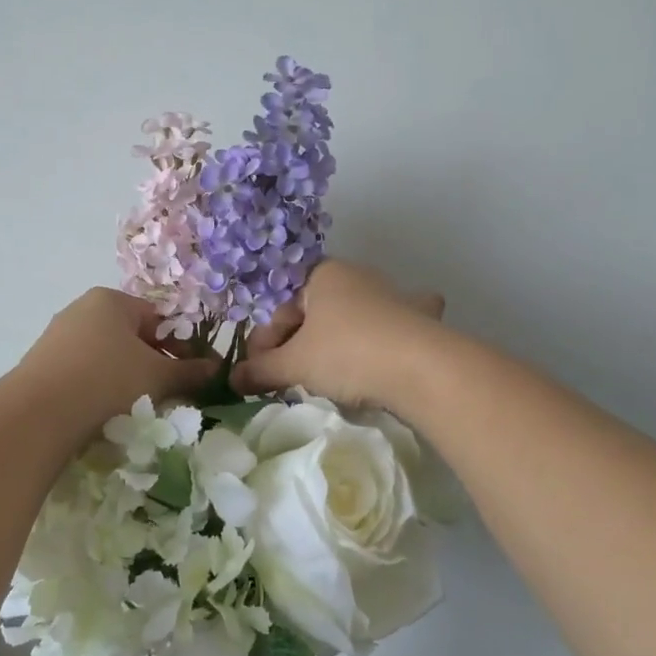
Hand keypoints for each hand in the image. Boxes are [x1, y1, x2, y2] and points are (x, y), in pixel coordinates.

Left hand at [19, 288, 219, 422]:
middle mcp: (82, 309)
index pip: (158, 318)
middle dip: (155, 363)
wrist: (38, 413)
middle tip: (171, 392)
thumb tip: (217, 369)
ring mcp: (59, 335)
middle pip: (132, 335)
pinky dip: (100, 386)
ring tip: (140, 406)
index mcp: (111, 300)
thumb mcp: (157, 375)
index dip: (181, 346)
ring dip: (128, 377)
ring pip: (108, 355)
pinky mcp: (43, 363)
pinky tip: (107, 410)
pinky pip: (84, 370)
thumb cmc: (107, 379)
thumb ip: (190, 371)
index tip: (193, 373)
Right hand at [230, 260, 444, 405]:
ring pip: (352, 315)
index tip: (259, 374)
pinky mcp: (417, 318)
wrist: (421, 367)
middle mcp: (356, 276)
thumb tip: (234, 379)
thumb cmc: (347, 354)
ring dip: (336, 339)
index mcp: (321, 275)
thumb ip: (262, 370)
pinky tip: (388, 344)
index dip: (265, 343)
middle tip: (287, 379)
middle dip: (297, 344)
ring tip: (329, 372)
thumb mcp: (295, 364)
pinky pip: (393, 322)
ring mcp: (391, 294)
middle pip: (313, 312)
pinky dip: (386, 332)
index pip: (280, 308)